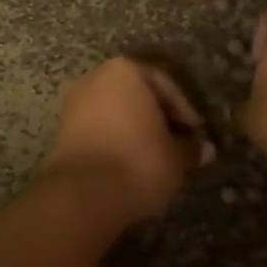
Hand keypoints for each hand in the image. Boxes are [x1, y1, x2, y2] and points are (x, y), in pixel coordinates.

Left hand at [41, 58, 212, 224]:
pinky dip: (115, 142)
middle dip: (158, 118)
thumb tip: (205, 149)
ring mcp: (74, 104)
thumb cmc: (138, 162)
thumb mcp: (177, 157)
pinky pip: (98, 129)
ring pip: (116, 112)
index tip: (196, 133)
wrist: (82, 195)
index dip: (185, 111)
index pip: (164, 84)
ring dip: (136, 131)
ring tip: (155, 157)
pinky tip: (129, 165)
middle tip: (177, 143)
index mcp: (126, 71)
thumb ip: (191, 148)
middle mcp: (96, 78)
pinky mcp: (61, 132)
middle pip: (137, 95)